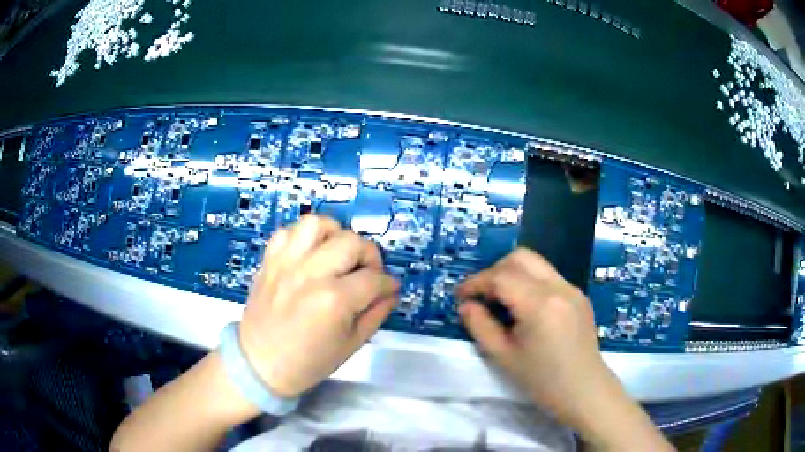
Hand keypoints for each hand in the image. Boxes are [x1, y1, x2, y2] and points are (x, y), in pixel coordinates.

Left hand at [238, 215, 398, 397]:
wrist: (260, 364)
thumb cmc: (309, 362)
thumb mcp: (351, 345)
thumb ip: (376, 314)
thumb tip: (390, 292)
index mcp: (334, 300)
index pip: (374, 279)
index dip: (388, 283)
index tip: (389, 288)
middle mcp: (310, 273)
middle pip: (352, 242)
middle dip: (369, 256)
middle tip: (366, 273)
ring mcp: (286, 263)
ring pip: (318, 224)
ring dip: (335, 235)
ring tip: (337, 254)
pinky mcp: (270, 260)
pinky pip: (288, 231)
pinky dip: (303, 236)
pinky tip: (310, 254)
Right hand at [457, 248, 671, 449]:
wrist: (584, 390)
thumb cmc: (542, 380)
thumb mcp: (503, 357)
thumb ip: (480, 326)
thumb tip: (467, 305)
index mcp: (540, 304)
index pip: (501, 277)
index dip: (475, 283)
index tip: (460, 296)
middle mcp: (559, 287)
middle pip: (520, 257)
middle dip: (494, 271)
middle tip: (482, 296)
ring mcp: (572, 288)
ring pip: (536, 263)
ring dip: (513, 274)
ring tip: (502, 301)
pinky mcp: (579, 295)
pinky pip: (549, 276)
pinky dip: (530, 282)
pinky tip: (526, 308)